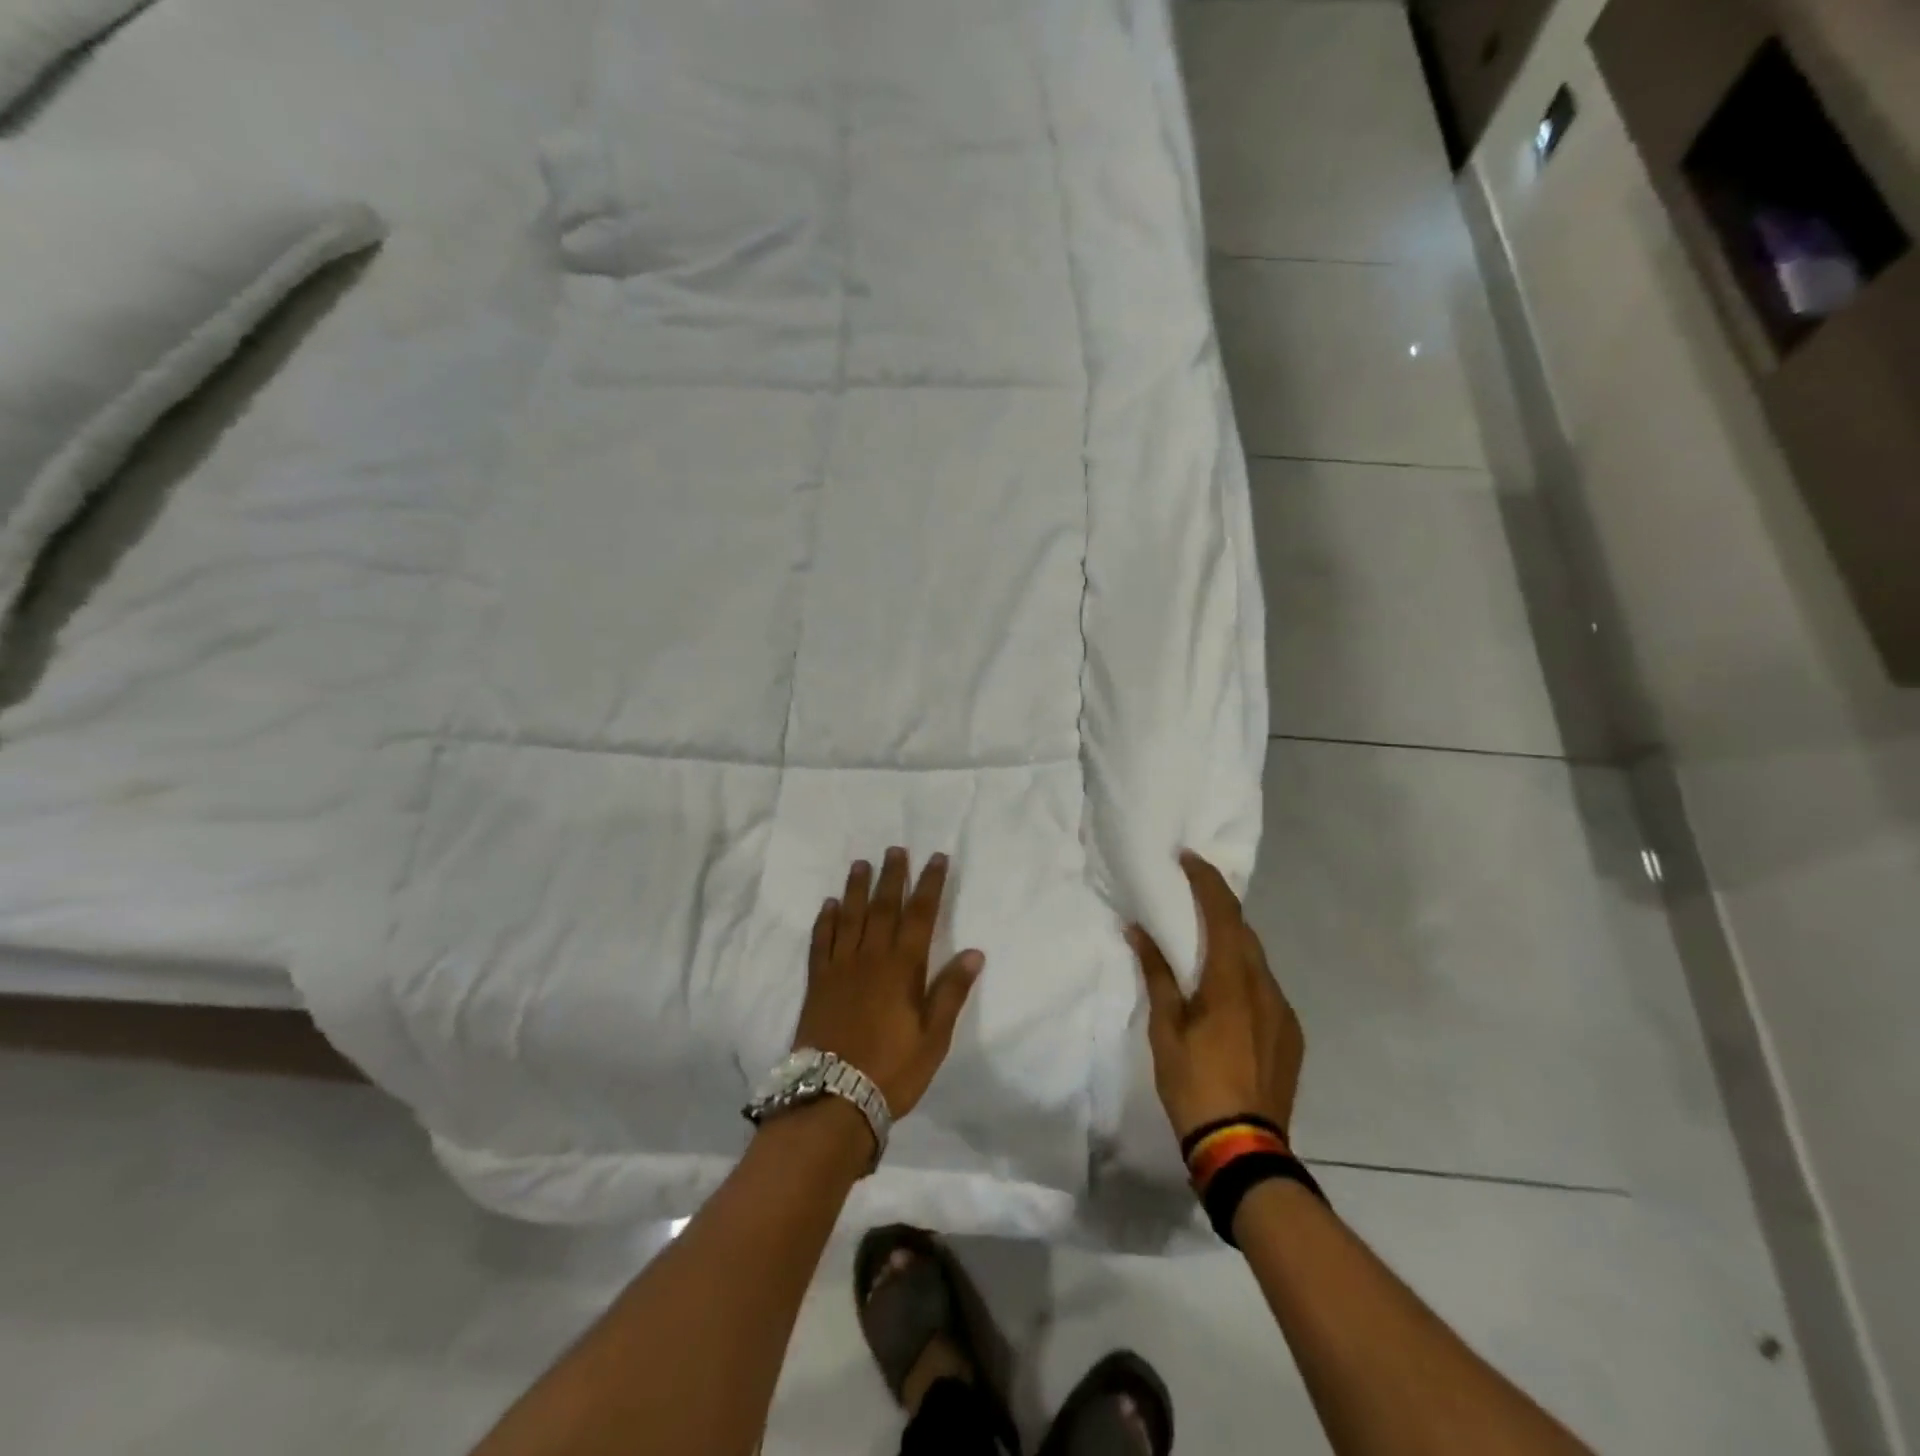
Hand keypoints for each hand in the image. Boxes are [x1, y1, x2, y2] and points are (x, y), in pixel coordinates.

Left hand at [793, 848, 984, 1118]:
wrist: (833, 1098)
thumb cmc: (892, 1069)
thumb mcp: (934, 1037)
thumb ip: (951, 992)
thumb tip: (974, 952)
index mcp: (903, 968)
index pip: (921, 915)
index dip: (930, 884)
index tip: (937, 858)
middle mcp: (871, 957)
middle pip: (884, 906)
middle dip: (893, 876)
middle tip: (896, 849)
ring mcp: (840, 967)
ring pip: (850, 916)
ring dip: (857, 888)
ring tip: (861, 863)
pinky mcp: (817, 982)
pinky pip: (821, 941)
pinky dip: (826, 920)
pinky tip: (829, 905)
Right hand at [1129, 850, 1303, 1142]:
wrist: (1244, 1150)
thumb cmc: (1195, 1084)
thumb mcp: (1165, 1028)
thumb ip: (1157, 975)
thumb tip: (1139, 930)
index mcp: (1233, 981)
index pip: (1223, 914)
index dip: (1207, 881)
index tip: (1188, 858)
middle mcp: (1266, 988)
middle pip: (1243, 932)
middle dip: (1218, 908)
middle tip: (1190, 897)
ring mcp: (1283, 1014)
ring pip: (1256, 962)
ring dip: (1230, 944)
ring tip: (1202, 944)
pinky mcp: (1291, 1036)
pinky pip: (1265, 989)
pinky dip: (1243, 976)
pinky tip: (1224, 994)